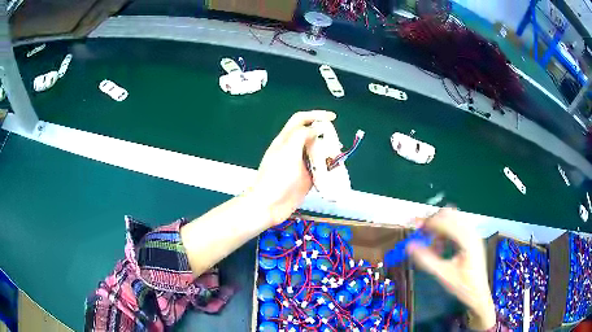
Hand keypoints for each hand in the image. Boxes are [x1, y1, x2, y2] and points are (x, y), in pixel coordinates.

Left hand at [247, 110, 336, 225]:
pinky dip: (328, 168)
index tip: (332, 117)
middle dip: (325, 136)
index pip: (301, 120)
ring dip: (329, 153)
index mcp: (286, 140)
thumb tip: (316, 128)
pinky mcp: (306, 178)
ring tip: (337, 157)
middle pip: (312, 135)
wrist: (268, 206)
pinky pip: (320, 169)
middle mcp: (293, 150)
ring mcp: (300, 164)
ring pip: (318, 152)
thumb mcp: (287, 152)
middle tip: (336, 142)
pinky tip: (335, 171)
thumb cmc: (275, 178)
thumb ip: (301, 136)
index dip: (316, 115)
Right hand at [406, 208, 496, 329]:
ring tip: (431, 242)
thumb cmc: (462, 286)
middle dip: (435, 221)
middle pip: (451, 215)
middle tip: (421, 232)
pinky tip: (441, 245)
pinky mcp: (473, 238)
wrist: (478, 293)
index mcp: (467, 240)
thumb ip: (426, 259)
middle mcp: (472, 232)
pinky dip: (447, 231)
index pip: (446, 221)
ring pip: (454, 219)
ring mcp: (474, 234)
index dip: (430, 223)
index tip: (416, 229)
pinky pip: (458, 226)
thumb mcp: (443, 274)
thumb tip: (409, 245)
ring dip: (441, 226)